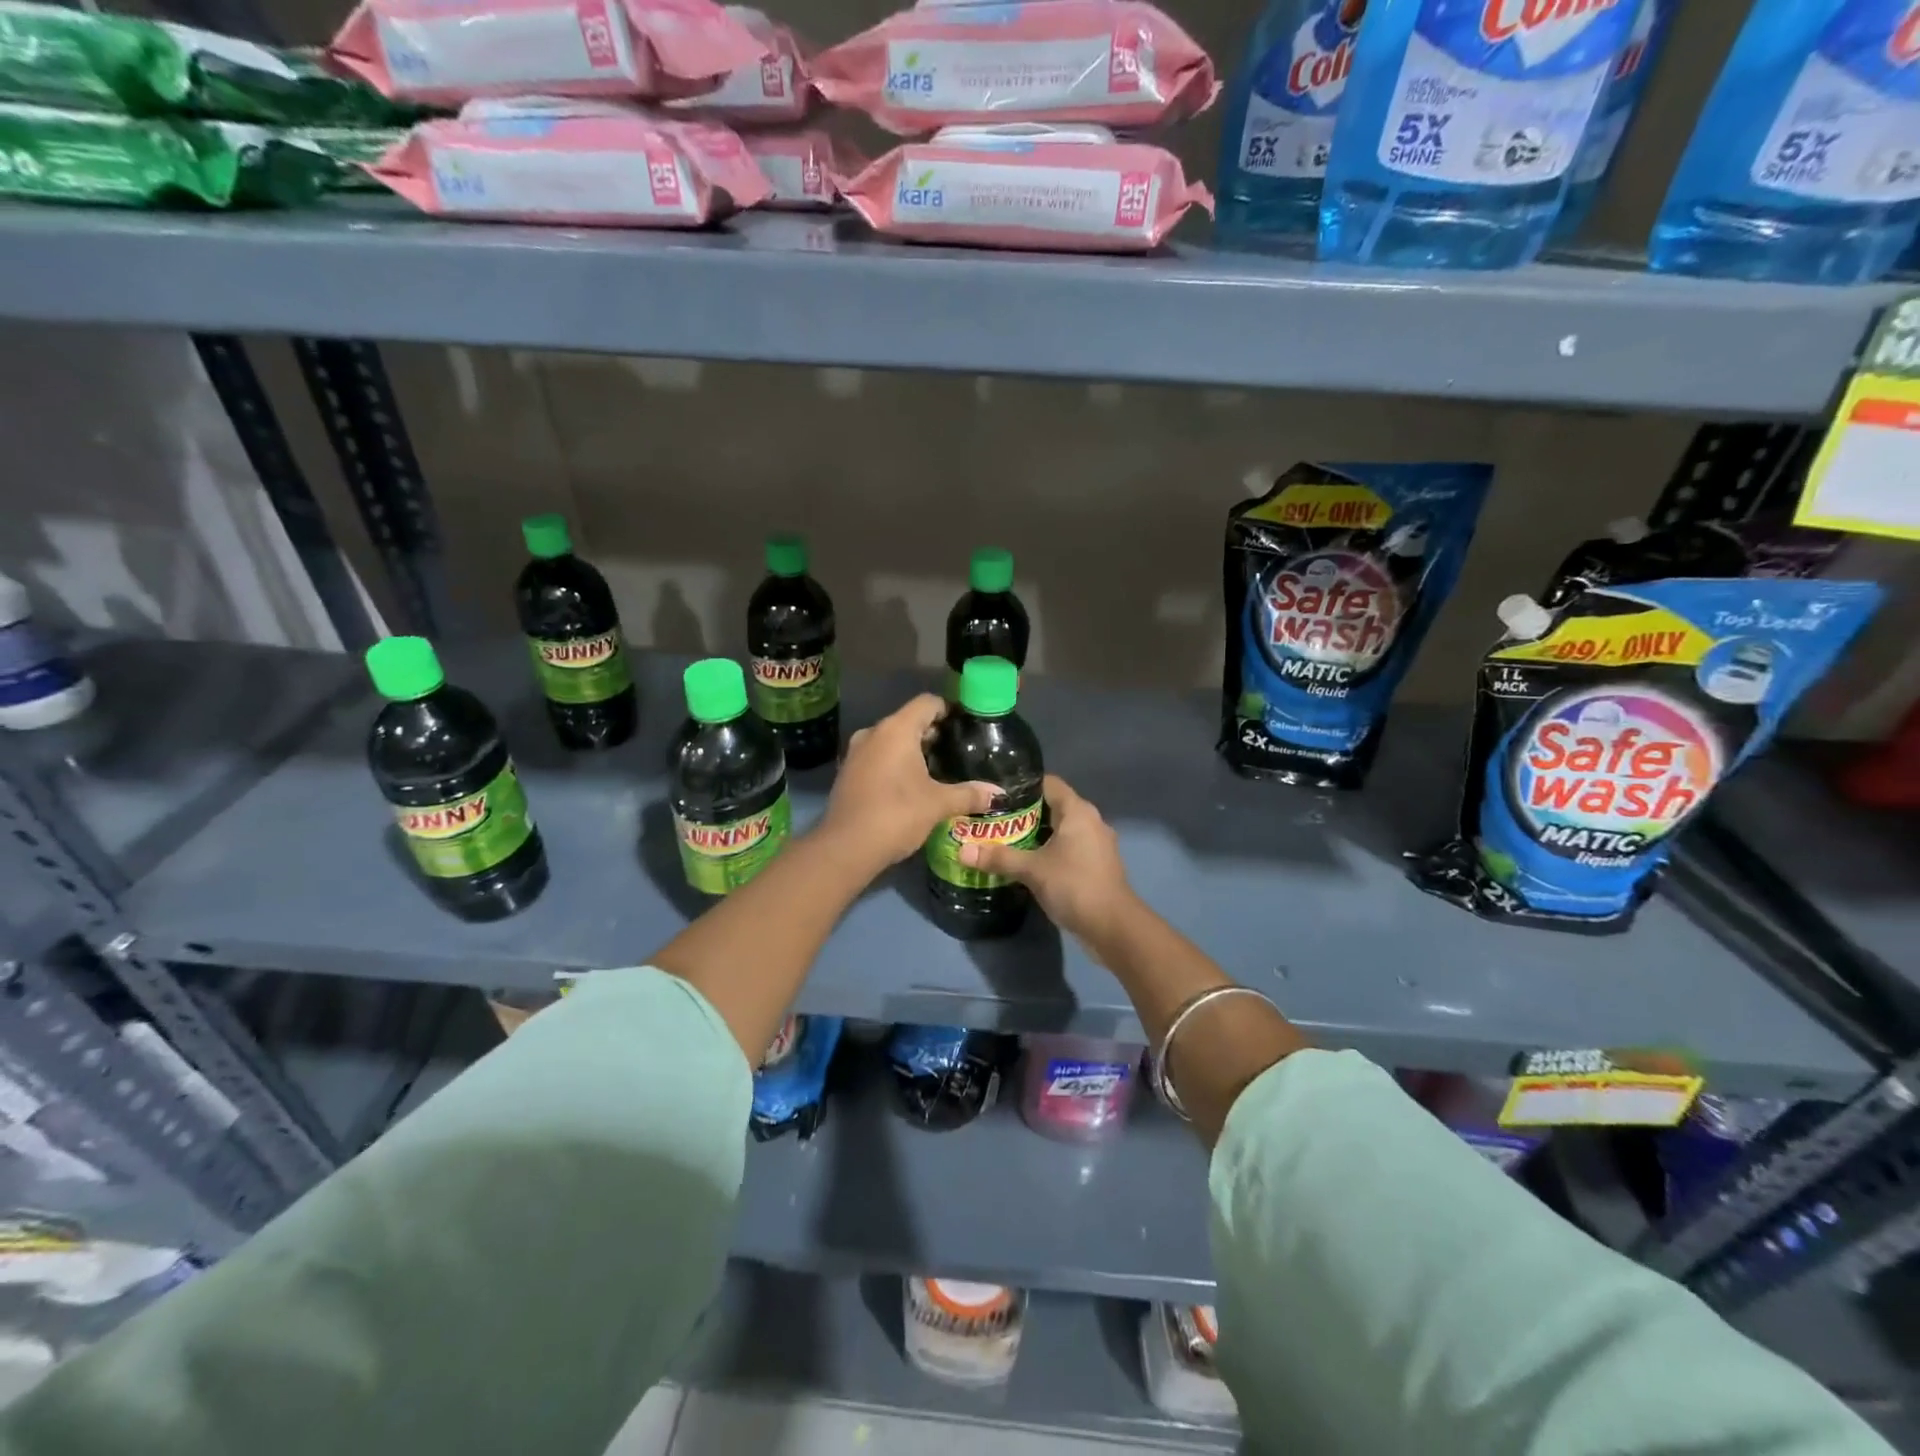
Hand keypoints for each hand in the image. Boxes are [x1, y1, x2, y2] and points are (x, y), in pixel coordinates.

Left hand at [821, 694, 997, 873]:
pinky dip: (895, 764)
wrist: (846, 848)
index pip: (927, 703)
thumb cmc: (897, 814)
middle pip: (908, 720)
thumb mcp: (938, 804)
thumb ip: (969, 794)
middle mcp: (873, 733)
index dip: (949, 710)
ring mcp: (856, 752)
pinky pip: (877, 757)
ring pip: (891, 740)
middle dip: (933, 733)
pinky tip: (911, 786)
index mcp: (896, 729)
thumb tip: (999, 794)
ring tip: (938, 769)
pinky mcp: (848, 773)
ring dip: (912, 750)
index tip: (966, 725)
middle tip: (957, 751)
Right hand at [958, 774, 1136, 944]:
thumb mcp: (1032, 870)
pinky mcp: (1096, 865)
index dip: (1022, 785)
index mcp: (1078, 811)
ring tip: (1004, 840)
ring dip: (1036, 834)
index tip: (996, 794)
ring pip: (1060, 829)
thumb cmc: (1074, 886)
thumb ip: (998, 858)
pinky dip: (1048, 851)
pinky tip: (1027, 862)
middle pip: (1053, 806)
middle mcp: (1090, 821)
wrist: (1113, 927)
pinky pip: (1068, 848)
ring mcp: (1096, 844)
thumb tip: (962, 851)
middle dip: (1023, 813)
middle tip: (993, 819)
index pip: (1048, 783)